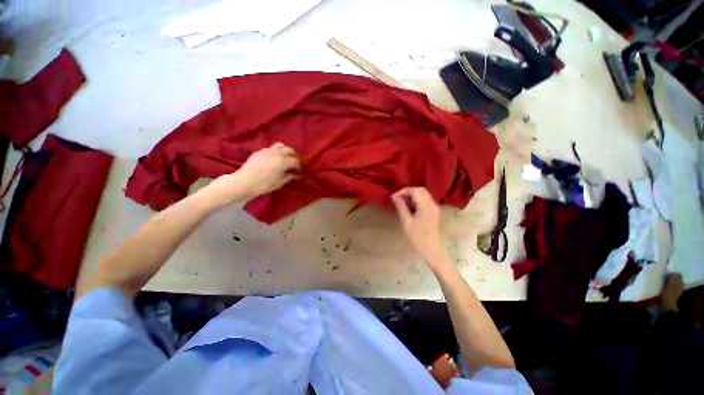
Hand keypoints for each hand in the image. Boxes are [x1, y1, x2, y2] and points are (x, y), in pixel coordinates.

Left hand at [206, 143, 299, 207]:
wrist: (244, 182)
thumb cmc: (264, 184)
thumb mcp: (280, 182)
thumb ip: (289, 176)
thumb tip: (296, 174)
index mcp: (283, 161)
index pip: (295, 161)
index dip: (299, 166)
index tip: (299, 172)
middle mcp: (276, 153)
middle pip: (290, 150)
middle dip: (294, 156)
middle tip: (294, 164)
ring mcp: (267, 150)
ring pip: (281, 146)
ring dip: (286, 151)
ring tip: (285, 158)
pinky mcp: (260, 151)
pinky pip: (271, 148)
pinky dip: (277, 152)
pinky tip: (274, 159)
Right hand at [392, 187, 447, 267]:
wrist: (432, 250)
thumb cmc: (418, 238)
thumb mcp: (407, 222)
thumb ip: (401, 207)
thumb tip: (394, 197)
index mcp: (426, 207)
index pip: (415, 191)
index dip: (403, 191)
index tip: (394, 197)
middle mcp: (432, 204)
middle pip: (421, 190)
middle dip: (408, 191)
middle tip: (398, 198)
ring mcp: (435, 207)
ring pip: (423, 193)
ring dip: (412, 195)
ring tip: (402, 202)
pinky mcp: (434, 211)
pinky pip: (425, 199)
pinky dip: (417, 199)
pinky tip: (410, 206)